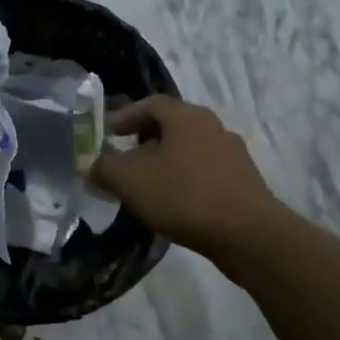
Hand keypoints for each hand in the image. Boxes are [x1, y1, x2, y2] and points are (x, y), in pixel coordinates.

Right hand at [89, 96, 285, 258]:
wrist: (250, 235)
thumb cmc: (185, 196)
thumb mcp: (131, 182)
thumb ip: (104, 169)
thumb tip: (89, 165)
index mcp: (186, 116)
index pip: (151, 103)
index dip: (126, 116)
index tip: (108, 135)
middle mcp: (212, 126)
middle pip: (171, 125)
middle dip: (143, 140)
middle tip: (124, 160)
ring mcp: (232, 153)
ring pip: (188, 149)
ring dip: (165, 161)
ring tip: (147, 185)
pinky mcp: (244, 181)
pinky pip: (204, 170)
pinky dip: (184, 178)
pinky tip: (174, 203)